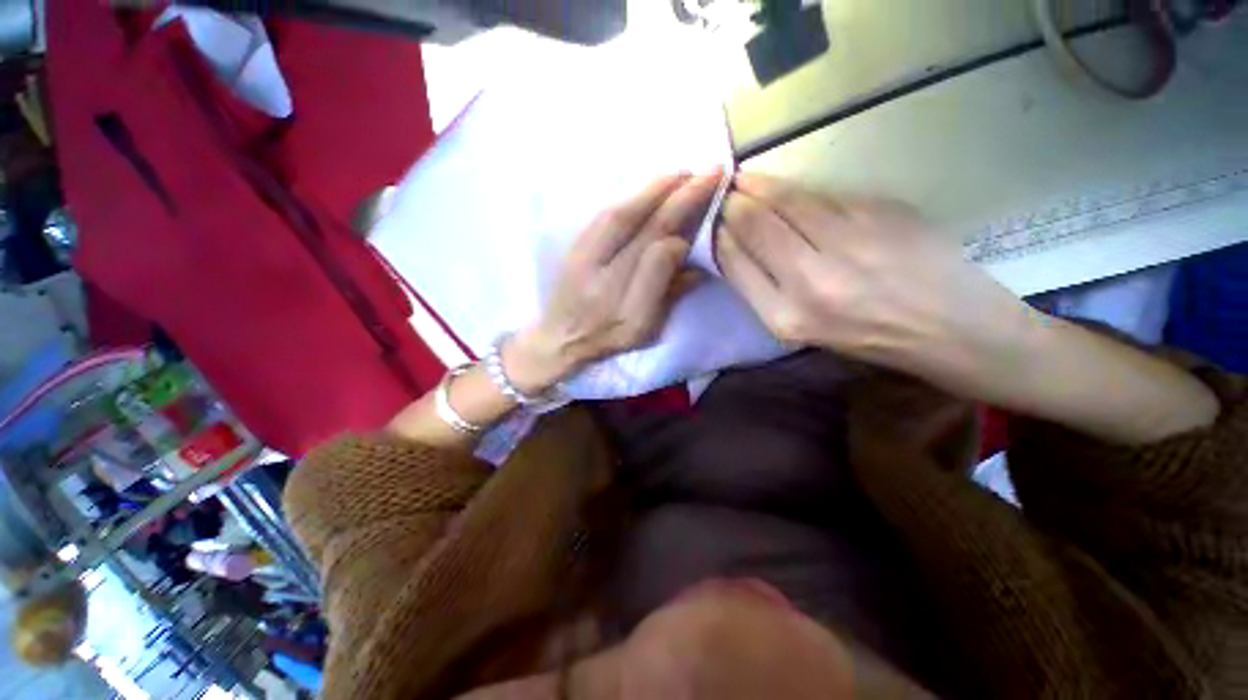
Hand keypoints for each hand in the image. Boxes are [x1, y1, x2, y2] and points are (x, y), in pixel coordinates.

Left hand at [503, 172, 722, 394]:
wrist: (558, 338)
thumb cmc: (607, 339)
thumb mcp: (644, 331)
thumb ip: (668, 295)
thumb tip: (692, 259)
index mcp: (620, 301)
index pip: (653, 255)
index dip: (680, 225)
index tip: (707, 205)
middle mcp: (598, 273)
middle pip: (638, 227)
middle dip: (675, 197)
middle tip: (706, 172)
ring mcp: (582, 256)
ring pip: (619, 216)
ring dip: (652, 191)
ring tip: (681, 174)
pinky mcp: (574, 247)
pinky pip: (604, 217)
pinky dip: (630, 199)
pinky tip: (648, 190)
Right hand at [716, 174, 1216, 443]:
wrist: (957, 332)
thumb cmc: (872, 340)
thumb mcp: (805, 331)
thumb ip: (767, 289)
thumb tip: (740, 246)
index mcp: (787, 317)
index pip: (735, 262)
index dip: (719, 235)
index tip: (713, 220)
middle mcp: (810, 280)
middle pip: (755, 224)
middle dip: (733, 202)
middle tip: (724, 190)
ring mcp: (850, 242)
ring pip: (788, 200)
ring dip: (761, 185)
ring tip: (746, 179)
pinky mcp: (883, 214)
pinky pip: (826, 196)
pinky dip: (801, 190)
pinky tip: (790, 190)